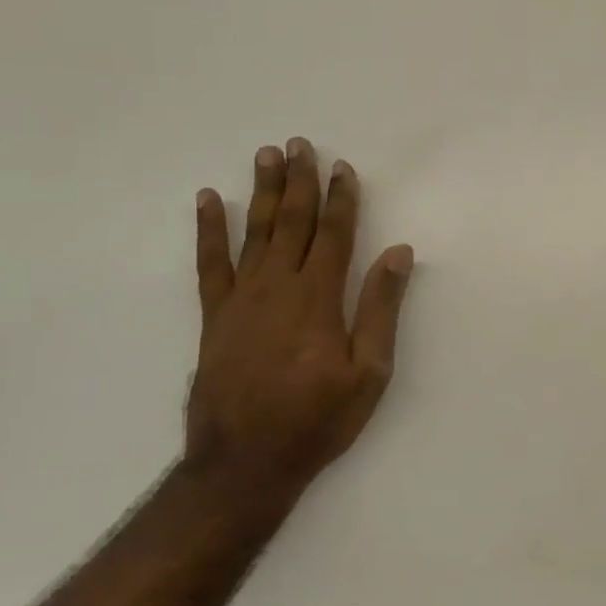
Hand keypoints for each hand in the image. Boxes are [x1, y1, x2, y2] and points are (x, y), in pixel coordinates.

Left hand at [187, 140, 413, 490]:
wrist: (245, 462)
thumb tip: (398, 254)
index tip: (344, 167)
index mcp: (319, 298)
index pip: (335, 235)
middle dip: (299, 182)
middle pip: (291, 222)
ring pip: (254, 232)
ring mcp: (241, 299)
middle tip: (300, 144)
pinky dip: (208, 230)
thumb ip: (381, 308)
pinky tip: (207, 201)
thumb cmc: (318, 419)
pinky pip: (209, 263)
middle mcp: (278, 287)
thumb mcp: (369, 371)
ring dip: (261, 191)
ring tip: (265, 155)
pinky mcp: (214, 317)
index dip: (342, 199)